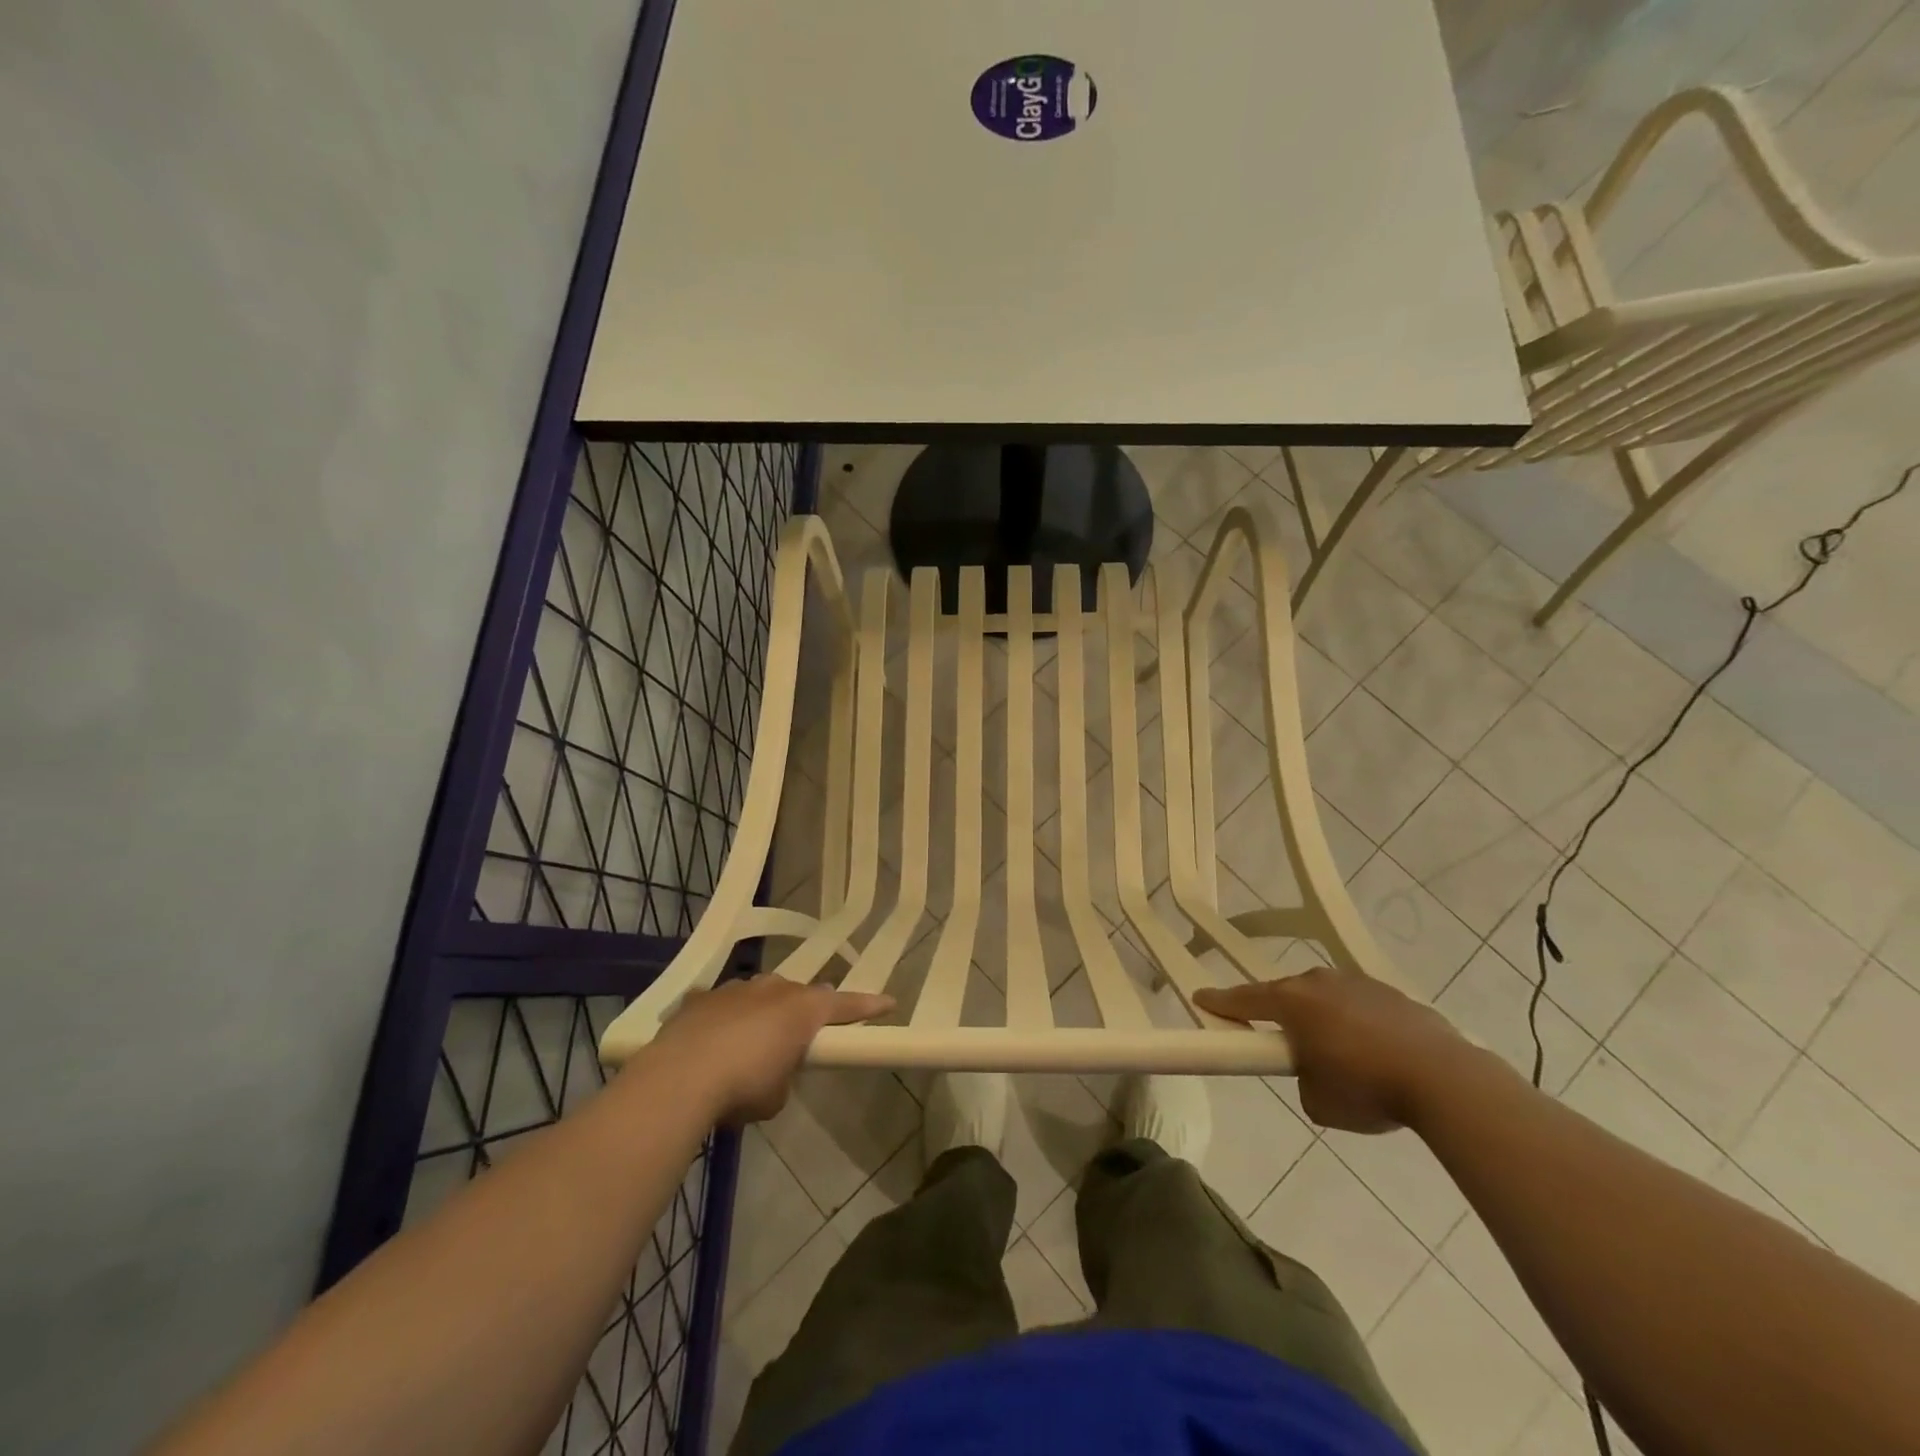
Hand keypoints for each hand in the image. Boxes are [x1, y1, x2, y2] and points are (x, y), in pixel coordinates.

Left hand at [651, 975, 893, 1122]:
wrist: (680, 1078)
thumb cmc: (743, 1087)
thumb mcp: (777, 1095)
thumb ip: (785, 1074)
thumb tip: (773, 1068)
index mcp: (802, 1009)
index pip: (845, 1004)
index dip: (868, 1005)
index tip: (889, 1002)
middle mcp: (773, 989)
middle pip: (799, 994)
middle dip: (804, 1010)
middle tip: (804, 1030)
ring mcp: (735, 989)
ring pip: (760, 994)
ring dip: (763, 1012)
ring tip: (754, 1041)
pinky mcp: (702, 999)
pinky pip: (723, 1005)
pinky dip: (725, 1020)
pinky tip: (713, 1042)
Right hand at [1194, 968, 1466, 1133]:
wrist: (1445, 1080)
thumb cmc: (1367, 1088)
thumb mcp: (1317, 1100)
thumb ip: (1302, 1078)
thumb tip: (1315, 1070)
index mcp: (1293, 1002)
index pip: (1244, 999)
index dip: (1220, 1002)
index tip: (1201, 999)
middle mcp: (1320, 982)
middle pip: (1287, 995)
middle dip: (1281, 1015)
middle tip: (1281, 1042)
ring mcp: (1359, 984)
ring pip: (1326, 998)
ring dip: (1323, 1018)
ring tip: (1339, 1055)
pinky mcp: (1394, 995)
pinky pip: (1361, 1006)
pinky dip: (1358, 1024)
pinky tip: (1376, 1054)